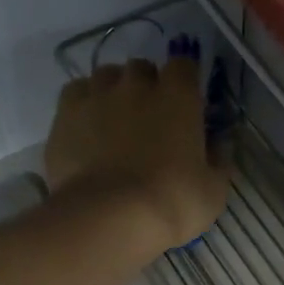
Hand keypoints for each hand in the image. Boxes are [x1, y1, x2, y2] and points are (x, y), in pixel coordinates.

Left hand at [44, 58, 230, 256]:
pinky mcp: (64, 114)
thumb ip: (218, 161)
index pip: (184, 66)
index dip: (184, 83)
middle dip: (147, 86)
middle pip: (142, 69)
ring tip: (115, 121)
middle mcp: (136, 85)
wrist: (108, 218)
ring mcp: (97, 96)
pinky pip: (76, 93)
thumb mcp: (213, 191)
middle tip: (149, 118)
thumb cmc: (172, 203)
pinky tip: (87, 127)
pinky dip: (84, 103)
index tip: (186, 106)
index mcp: (179, 96)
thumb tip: (219, 145)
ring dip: (114, 91)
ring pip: (106, 76)